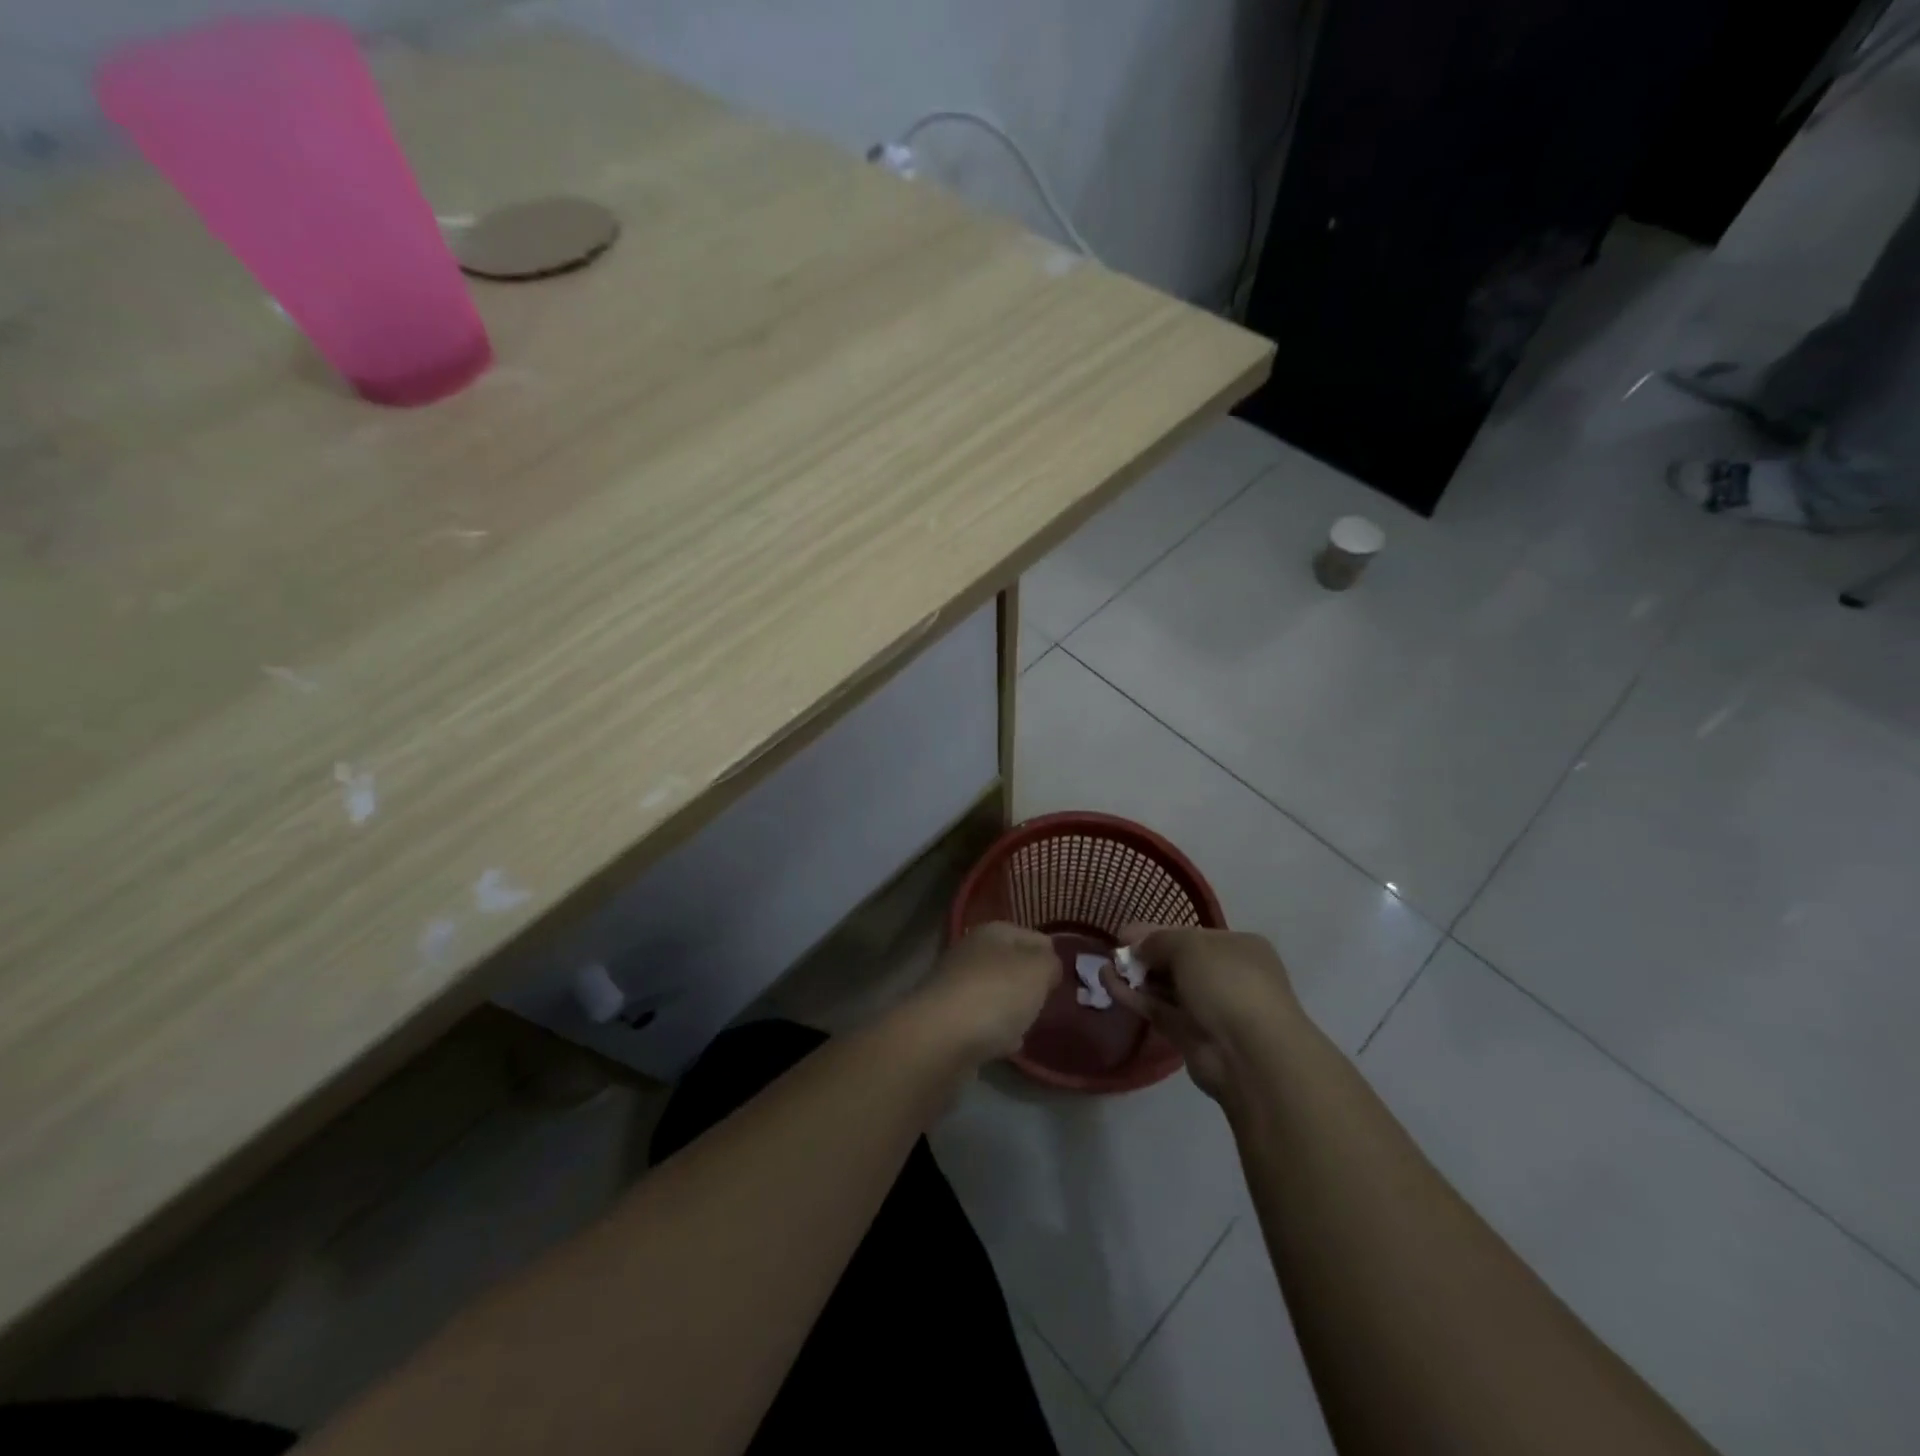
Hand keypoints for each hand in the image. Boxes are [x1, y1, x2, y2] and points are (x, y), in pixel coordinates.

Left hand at [909, 922, 1058, 1063]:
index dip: (1051, 956)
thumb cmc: (996, 994)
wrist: (940, 1039)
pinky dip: (995, 1032)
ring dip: (1012, 1008)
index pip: (1034, 936)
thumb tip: (1048, 966)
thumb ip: (1051, 963)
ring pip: (996, 993)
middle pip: (1011, 965)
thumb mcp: (1038, 970)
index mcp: (993, 932)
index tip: (1064, 980)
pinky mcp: (947, 1020)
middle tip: (1049, 1004)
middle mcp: (971, 953)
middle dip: (1030, 984)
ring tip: (1031, 1024)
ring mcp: (956, 987)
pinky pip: (981, 1023)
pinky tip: (1008, 1046)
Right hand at [1105, 925, 1301, 1105]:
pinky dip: (1134, 997)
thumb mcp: (1190, 946)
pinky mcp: (1190, 1035)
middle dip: (1144, 955)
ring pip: (1165, 987)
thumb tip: (1137, 948)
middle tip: (1114, 951)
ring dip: (1136, 976)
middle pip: (1176, 960)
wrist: (1249, 1054)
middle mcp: (1226, 975)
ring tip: (1104, 967)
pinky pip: (1158, 1009)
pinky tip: (1108, 984)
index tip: (1124, 934)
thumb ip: (1158, 940)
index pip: (1191, 935)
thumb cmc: (1227, 983)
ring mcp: (1209, 1008)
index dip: (1156, 932)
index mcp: (1237, 947)